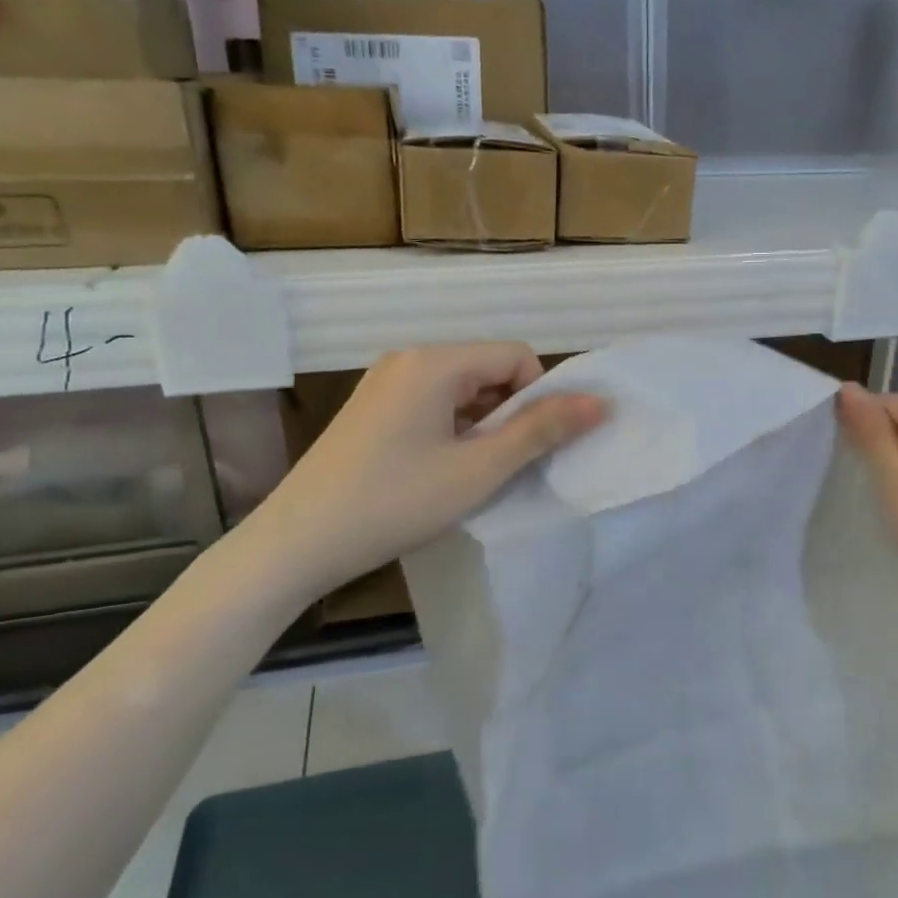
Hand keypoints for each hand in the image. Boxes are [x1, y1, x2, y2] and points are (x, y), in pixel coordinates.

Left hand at [271, 344, 605, 594]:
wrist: (298, 541)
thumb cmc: (396, 502)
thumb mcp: (478, 469)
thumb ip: (541, 431)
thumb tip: (600, 402)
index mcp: (435, 361)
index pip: (516, 356)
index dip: (538, 398)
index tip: (530, 448)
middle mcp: (408, 358)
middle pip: (487, 369)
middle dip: (508, 412)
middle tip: (502, 466)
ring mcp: (384, 382)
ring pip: (460, 389)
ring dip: (481, 424)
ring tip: (471, 474)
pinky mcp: (371, 408)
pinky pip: (431, 403)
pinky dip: (452, 429)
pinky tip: (438, 471)